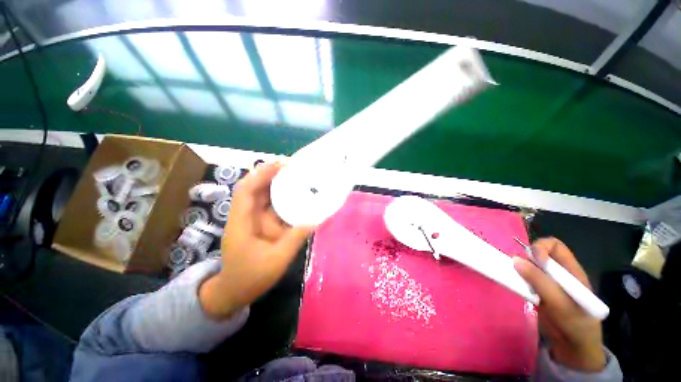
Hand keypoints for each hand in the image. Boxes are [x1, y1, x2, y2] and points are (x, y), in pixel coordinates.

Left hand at [199, 162, 313, 319]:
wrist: (235, 290)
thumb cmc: (251, 276)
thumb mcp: (276, 260)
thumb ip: (295, 238)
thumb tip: (315, 219)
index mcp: (242, 222)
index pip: (247, 190)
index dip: (261, 174)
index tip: (280, 164)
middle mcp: (245, 215)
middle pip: (254, 186)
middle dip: (271, 173)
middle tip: (292, 165)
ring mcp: (252, 218)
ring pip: (262, 194)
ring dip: (276, 182)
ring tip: (296, 174)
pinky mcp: (259, 222)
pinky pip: (270, 204)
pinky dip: (281, 196)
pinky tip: (294, 193)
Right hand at [513, 237, 605, 371]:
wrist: (573, 348)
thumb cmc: (574, 325)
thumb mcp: (560, 304)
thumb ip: (540, 281)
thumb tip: (515, 259)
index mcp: (571, 271)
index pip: (555, 246)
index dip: (542, 247)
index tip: (532, 259)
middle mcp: (559, 273)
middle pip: (539, 253)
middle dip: (527, 258)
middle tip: (519, 269)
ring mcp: (548, 282)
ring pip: (529, 265)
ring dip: (520, 269)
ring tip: (517, 280)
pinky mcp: (538, 291)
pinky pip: (525, 278)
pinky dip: (518, 279)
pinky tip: (518, 287)